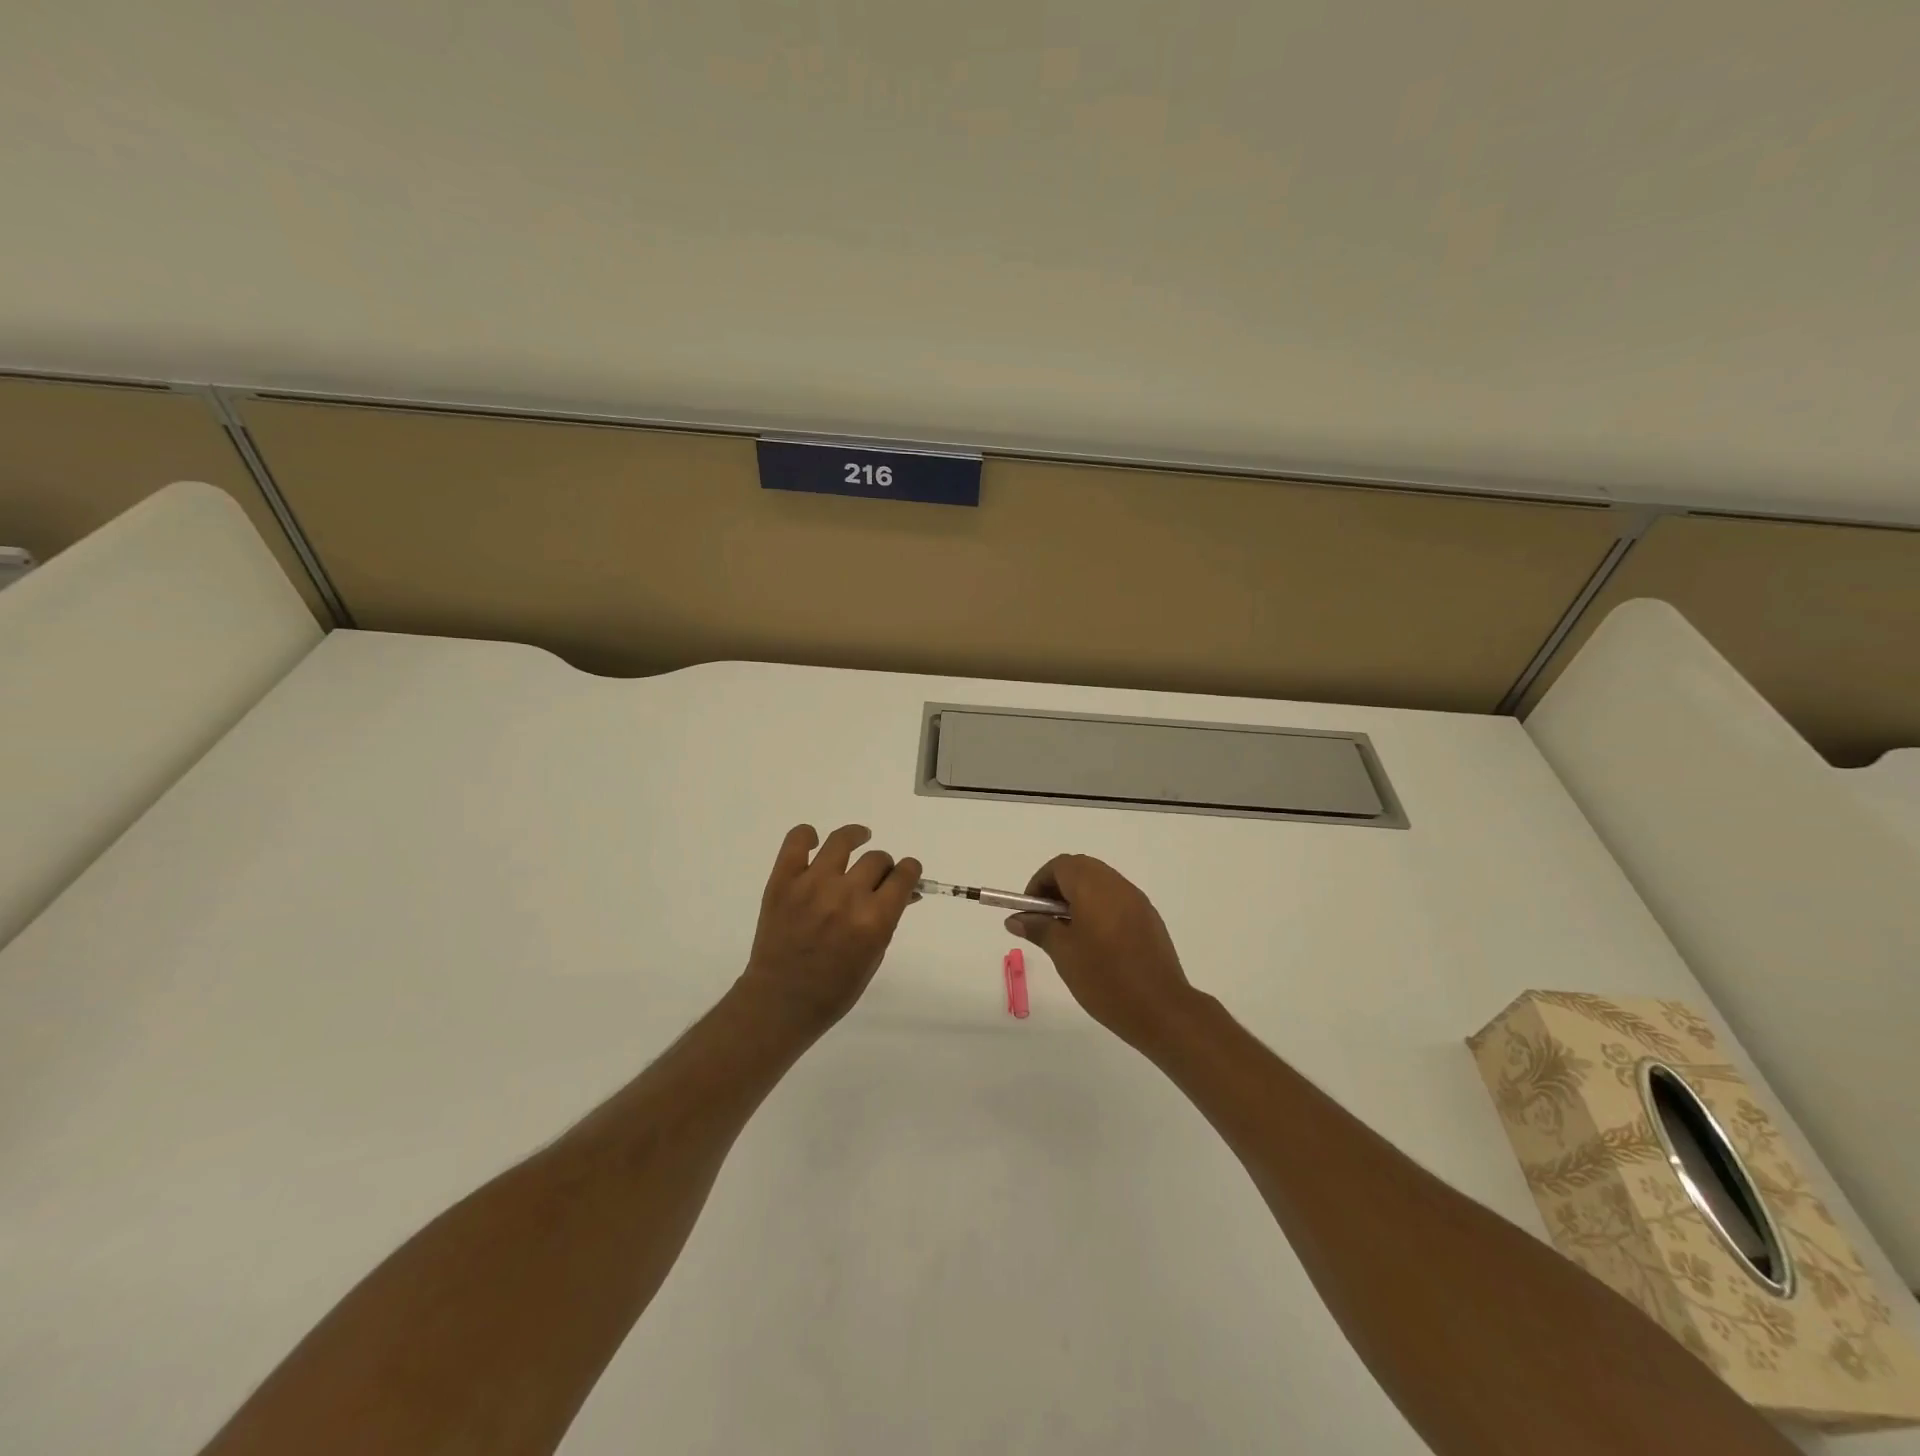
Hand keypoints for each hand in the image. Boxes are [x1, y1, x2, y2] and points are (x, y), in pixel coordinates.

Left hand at [737, 824, 921, 1031]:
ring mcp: (812, 885)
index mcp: (874, 920)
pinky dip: (807, 835)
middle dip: (883, 866)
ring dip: (856, 837)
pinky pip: (796, 841)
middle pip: (877, 859)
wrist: (780, 1002)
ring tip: (858, 838)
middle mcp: (846, 896)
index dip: (910, 870)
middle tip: (875, 876)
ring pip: (842, 841)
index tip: (906, 873)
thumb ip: (888, 918)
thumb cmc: (835, 989)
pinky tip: (814, 843)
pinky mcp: (782, 881)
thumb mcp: (874, 955)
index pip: (904, 875)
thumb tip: (904, 891)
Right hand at [1005, 855, 1198, 1051]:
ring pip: (1100, 883)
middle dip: (1058, 888)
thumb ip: (1039, 928)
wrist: (1161, 1009)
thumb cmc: (1105, 978)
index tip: (1030, 911)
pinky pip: (1117, 900)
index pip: (1060, 866)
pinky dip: (1099, 908)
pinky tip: (1095, 943)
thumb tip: (1016, 919)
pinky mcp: (1149, 918)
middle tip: (1045, 920)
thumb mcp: (1063, 953)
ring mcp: (1137, 901)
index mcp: (1094, 887)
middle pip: (1081, 869)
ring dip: (1079, 898)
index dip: (1039, 883)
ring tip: (1068, 934)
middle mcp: (1117, 885)